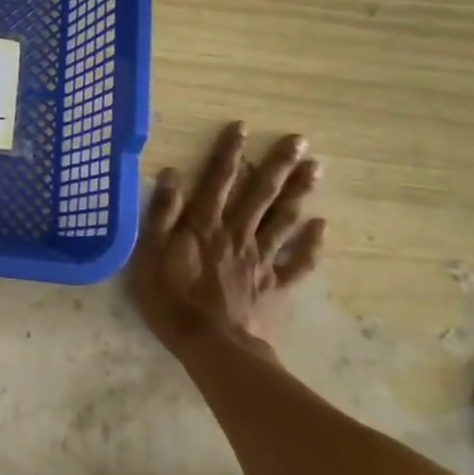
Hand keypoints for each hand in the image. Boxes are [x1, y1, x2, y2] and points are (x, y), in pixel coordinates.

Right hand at [128, 122, 325, 357]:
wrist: (213, 347)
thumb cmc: (171, 301)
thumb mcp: (150, 255)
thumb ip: (160, 215)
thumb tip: (171, 175)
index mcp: (204, 225)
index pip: (217, 180)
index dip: (228, 153)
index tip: (242, 127)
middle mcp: (237, 234)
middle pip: (260, 194)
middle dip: (278, 164)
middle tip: (300, 140)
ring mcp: (260, 259)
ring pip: (283, 219)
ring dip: (300, 192)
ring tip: (317, 168)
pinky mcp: (275, 285)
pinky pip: (298, 261)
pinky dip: (311, 244)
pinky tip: (323, 226)